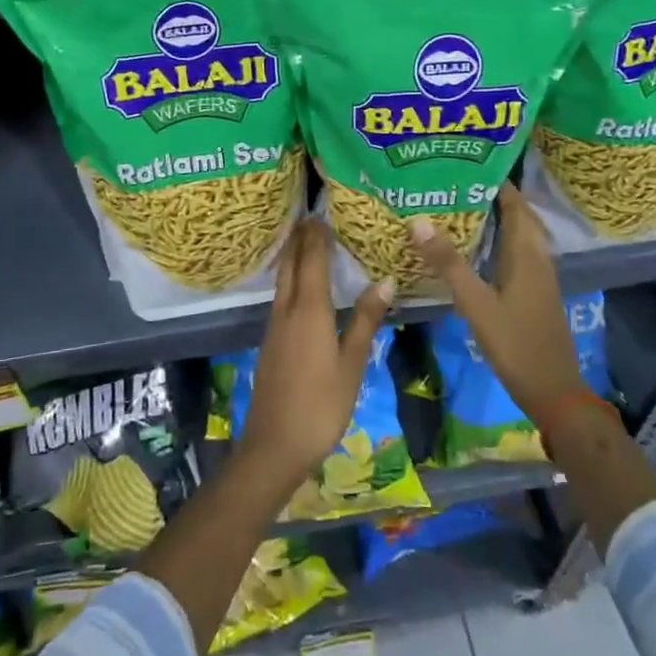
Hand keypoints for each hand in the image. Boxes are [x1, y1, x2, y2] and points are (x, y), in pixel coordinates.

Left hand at [238, 218, 392, 497]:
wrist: (274, 445)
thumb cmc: (321, 404)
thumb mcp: (352, 364)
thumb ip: (365, 320)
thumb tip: (385, 280)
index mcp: (308, 310)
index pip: (312, 259)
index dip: (317, 234)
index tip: (322, 210)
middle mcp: (287, 310)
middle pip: (291, 264)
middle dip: (300, 238)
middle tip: (311, 216)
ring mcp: (274, 326)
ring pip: (282, 279)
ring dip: (292, 256)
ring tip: (306, 241)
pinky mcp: (271, 341)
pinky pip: (280, 296)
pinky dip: (290, 279)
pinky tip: (299, 286)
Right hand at [408, 183, 584, 424]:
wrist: (554, 392)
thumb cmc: (516, 343)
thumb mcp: (476, 303)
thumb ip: (448, 263)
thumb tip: (418, 221)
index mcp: (527, 254)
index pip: (515, 204)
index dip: (496, 182)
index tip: (467, 163)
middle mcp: (537, 259)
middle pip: (519, 217)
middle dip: (493, 196)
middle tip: (457, 183)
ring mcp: (540, 278)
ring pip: (519, 236)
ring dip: (497, 219)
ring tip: (461, 208)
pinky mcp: (535, 294)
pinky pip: (518, 254)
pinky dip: (499, 241)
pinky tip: (477, 250)